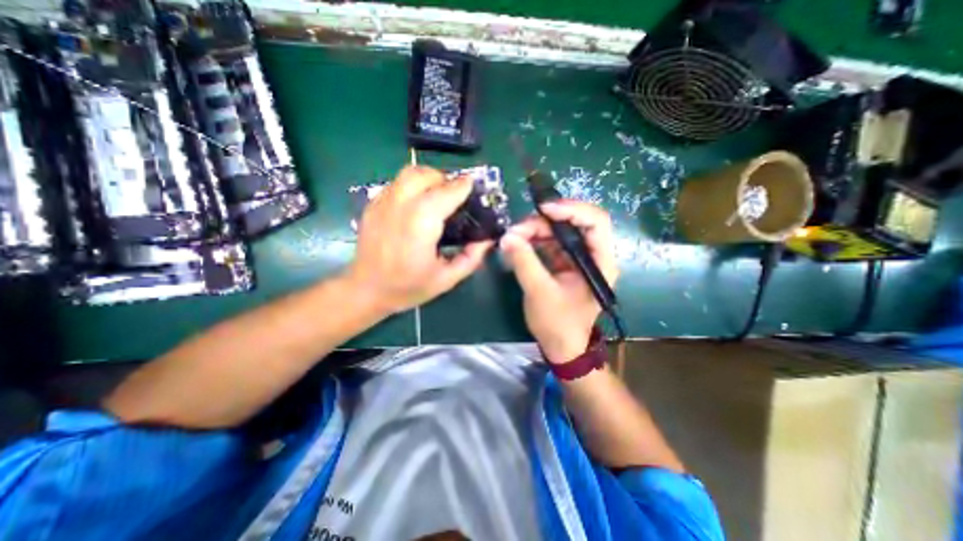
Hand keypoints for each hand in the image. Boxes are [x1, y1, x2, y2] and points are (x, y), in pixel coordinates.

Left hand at [346, 166, 491, 313]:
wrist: (366, 290)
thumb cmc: (408, 287)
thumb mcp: (446, 279)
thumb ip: (471, 258)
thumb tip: (487, 240)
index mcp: (420, 225)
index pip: (445, 193)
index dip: (462, 186)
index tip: (473, 186)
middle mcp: (400, 207)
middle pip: (425, 176)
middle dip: (445, 179)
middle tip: (455, 195)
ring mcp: (382, 203)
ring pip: (408, 173)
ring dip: (428, 178)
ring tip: (437, 194)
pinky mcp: (372, 205)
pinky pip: (396, 183)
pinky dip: (412, 185)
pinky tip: (417, 203)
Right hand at [501, 201, 620, 364]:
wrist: (561, 346)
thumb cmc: (558, 323)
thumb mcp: (539, 292)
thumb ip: (524, 262)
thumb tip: (506, 237)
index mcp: (600, 262)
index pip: (595, 222)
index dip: (571, 209)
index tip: (543, 209)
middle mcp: (592, 255)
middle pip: (573, 224)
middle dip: (543, 223)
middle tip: (516, 230)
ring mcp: (577, 259)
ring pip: (558, 232)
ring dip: (535, 231)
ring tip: (513, 238)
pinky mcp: (564, 264)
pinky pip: (550, 244)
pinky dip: (533, 241)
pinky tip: (518, 245)